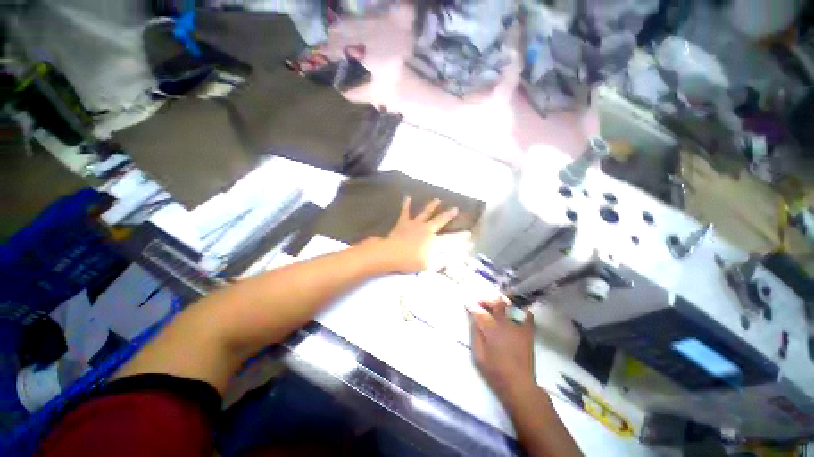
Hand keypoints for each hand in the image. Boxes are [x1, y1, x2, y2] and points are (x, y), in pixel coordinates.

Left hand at [381, 197, 467, 272]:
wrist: (391, 253)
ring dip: (431, 206)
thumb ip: (438, 263)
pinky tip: (407, 197)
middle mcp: (426, 228)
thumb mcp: (427, 265)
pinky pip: (405, 212)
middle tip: (455, 208)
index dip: (460, 236)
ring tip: (437, 199)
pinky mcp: (403, 222)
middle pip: (439, 220)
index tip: (469, 233)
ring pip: (425, 212)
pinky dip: (406, 205)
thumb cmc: (410, 260)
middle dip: (448, 215)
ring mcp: (414, 224)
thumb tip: (449, 261)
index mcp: (433, 239)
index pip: (450, 237)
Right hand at [468, 298, 535, 404]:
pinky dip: (520, 310)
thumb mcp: (478, 355)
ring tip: (495, 306)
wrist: (519, 385)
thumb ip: (475, 335)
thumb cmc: (495, 372)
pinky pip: (527, 315)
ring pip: (510, 306)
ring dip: (501, 303)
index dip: (471, 306)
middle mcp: (505, 324)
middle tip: (480, 303)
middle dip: (486, 300)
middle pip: (496, 303)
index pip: (479, 312)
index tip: (466, 303)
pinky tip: (514, 312)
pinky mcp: (528, 332)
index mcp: (491, 330)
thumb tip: (475, 321)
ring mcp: (518, 327)